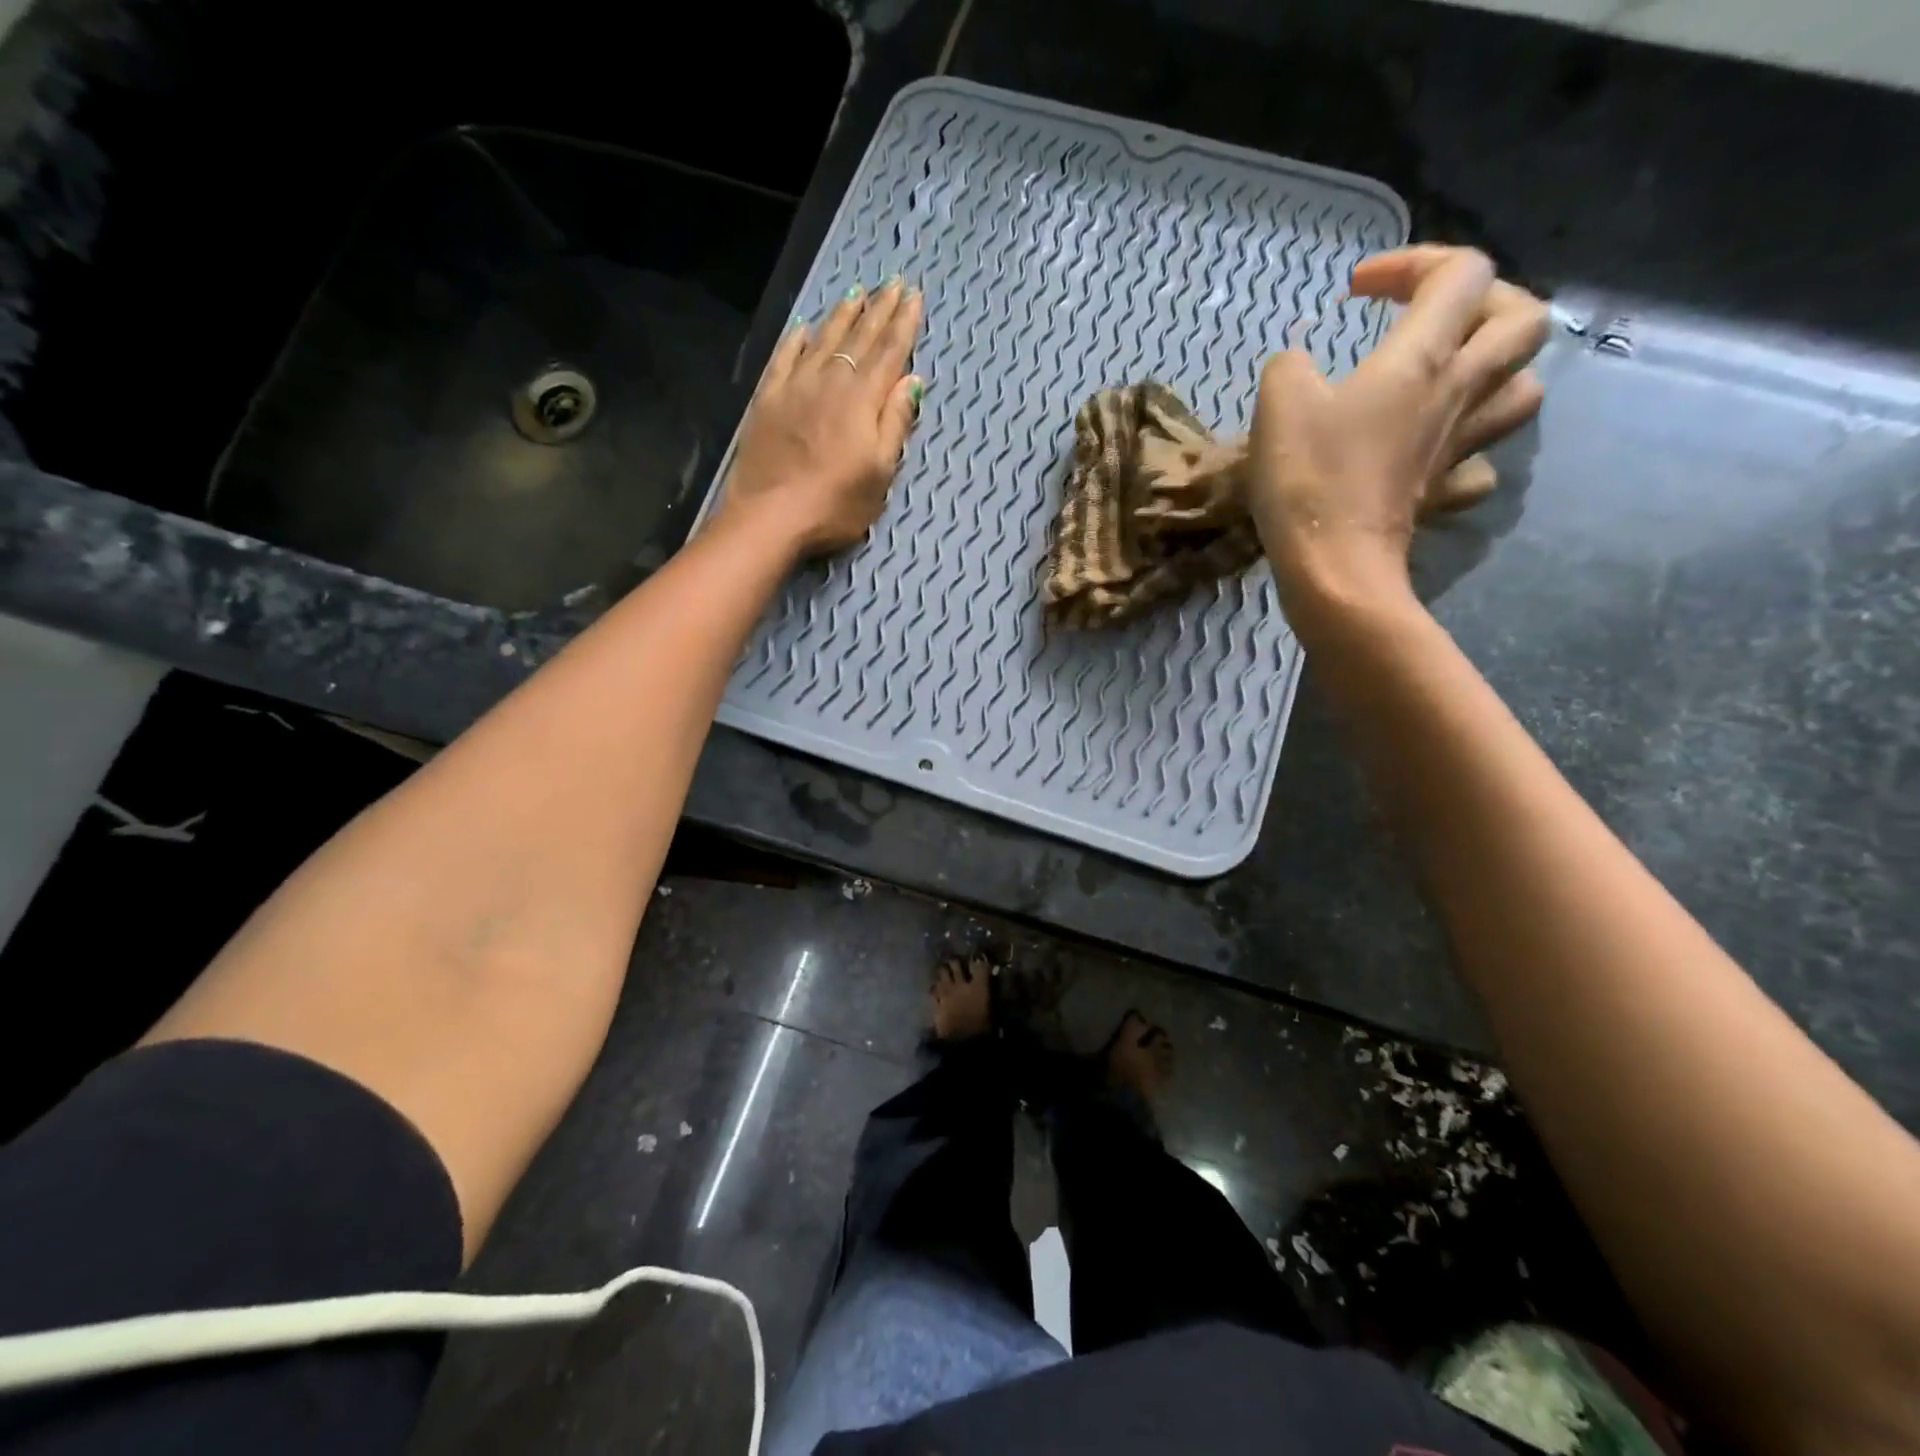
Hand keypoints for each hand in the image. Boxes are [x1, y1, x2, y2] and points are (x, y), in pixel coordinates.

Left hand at [718, 278, 925, 555]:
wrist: (771, 517)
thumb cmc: (835, 504)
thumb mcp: (880, 473)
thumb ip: (895, 424)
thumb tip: (911, 380)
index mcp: (862, 399)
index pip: (889, 352)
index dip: (904, 323)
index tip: (914, 296)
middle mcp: (829, 381)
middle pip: (858, 338)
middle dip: (878, 310)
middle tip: (893, 283)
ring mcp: (794, 387)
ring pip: (823, 339)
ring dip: (842, 315)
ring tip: (857, 293)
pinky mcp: (767, 400)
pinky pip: (784, 357)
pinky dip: (797, 339)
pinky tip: (804, 328)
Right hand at [1245, 245, 1547, 633]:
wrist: (1333, 567)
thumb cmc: (1309, 479)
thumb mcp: (1279, 403)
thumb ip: (1290, 367)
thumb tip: (1299, 368)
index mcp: (1422, 358)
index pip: (1461, 273)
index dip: (1413, 263)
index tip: (1357, 292)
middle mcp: (1457, 393)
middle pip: (1523, 320)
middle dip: (1484, 302)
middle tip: (1430, 320)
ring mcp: (1458, 448)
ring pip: (1523, 390)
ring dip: (1494, 372)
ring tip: (1448, 380)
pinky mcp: (1443, 494)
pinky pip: (1481, 465)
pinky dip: (1465, 452)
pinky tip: (1434, 455)